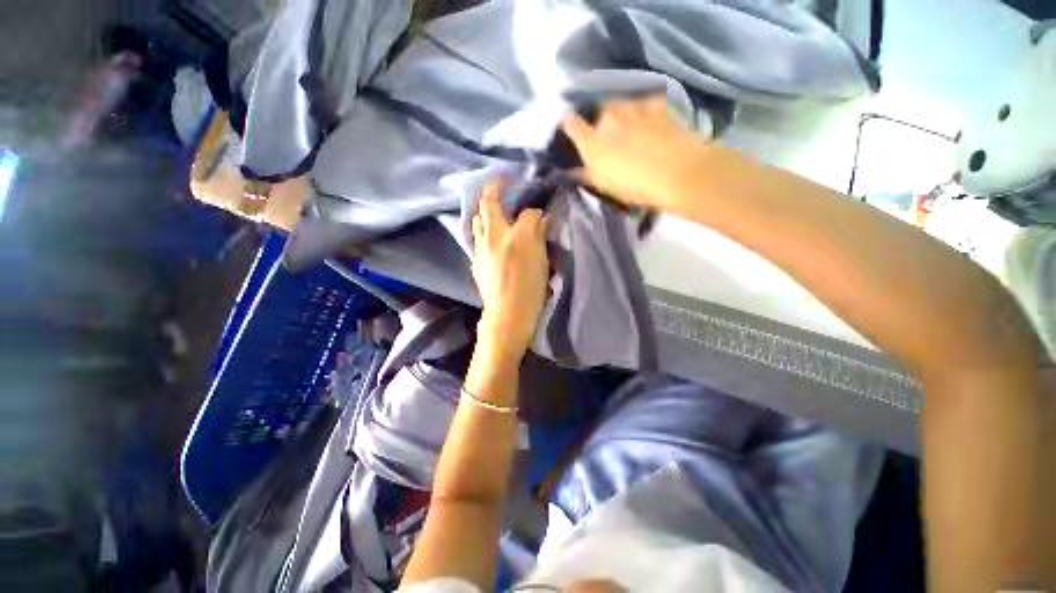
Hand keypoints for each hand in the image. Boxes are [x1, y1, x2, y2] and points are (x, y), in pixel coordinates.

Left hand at [471, 180, 549, 359]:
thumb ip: (536, 228)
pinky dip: (486, 238)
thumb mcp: (537, 252)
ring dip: (485, 218)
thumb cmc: (525, 283)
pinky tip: (495, 245)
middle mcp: (485, 240)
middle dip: (489, 198)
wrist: (508, 315)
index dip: (501, 187)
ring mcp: (479, 256)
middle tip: (500, 194)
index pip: (496, 201)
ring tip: (498, 219)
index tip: (506, 179)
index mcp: (499, 232)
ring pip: (478, 228)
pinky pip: (479, 246)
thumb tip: (537, 216)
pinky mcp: (479, 270)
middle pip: (482, 212)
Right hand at [561, 97, 712, 216]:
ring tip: (627, 124)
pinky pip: (644, 103)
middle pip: (597, 109)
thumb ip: (585, 174)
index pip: (570, 124)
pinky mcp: (657, 104)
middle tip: (604, 132)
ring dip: (619, 111)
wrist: (676, 172)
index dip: (566, 123)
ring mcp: (634, 107)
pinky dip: (643, 110)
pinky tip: (649, 119)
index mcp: (592, 141)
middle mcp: (608, 117)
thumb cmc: (634, 185)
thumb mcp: (603, 185)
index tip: (566, 125)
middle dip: (598, 118)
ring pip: (620, 103)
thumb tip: (573, 169)